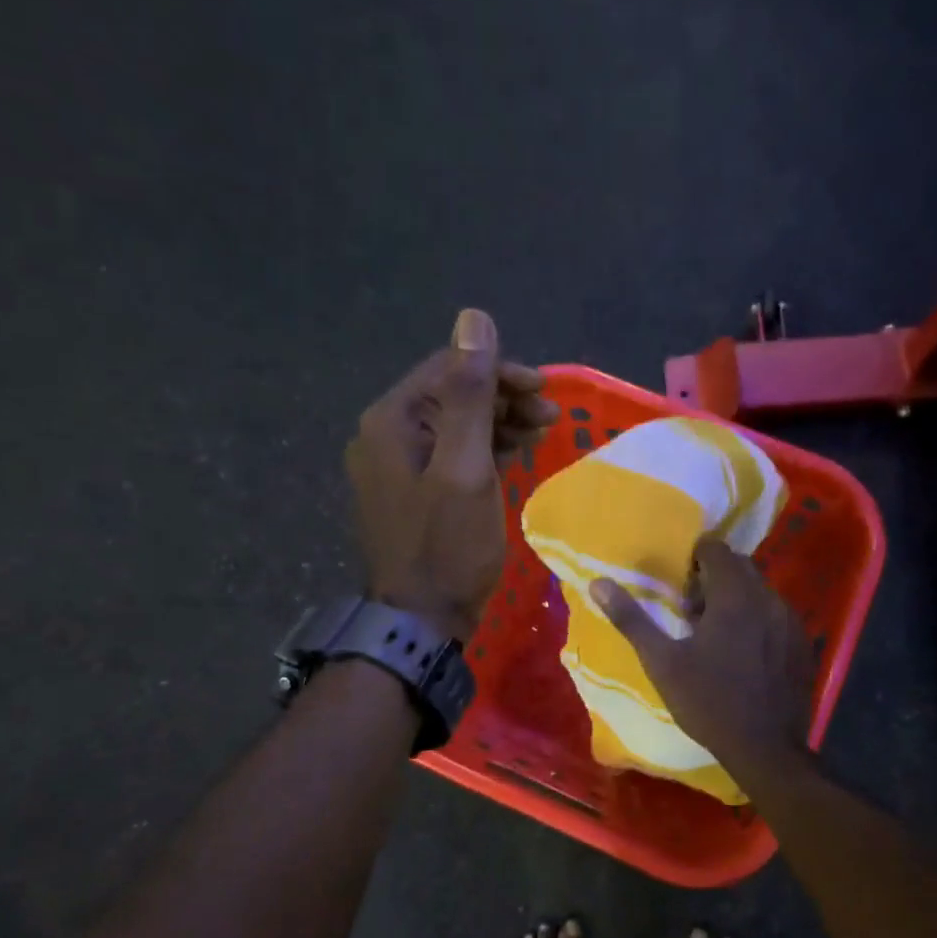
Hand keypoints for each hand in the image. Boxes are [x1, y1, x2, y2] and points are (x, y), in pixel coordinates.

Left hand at [347, 309, 557, 641]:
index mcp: (392, 420)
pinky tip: (514, 455)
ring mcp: (395, 466)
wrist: (421, 620)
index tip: (545, 392)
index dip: (500, 373)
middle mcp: (385, 434)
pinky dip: (484, 449)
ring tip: (541, 433)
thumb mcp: (465, 465)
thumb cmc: (447, 545)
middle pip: (451, 395)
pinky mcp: (410, 491)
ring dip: (499, 422)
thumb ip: (469, 393)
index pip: (449, 369)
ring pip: (453, 424)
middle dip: (503, 399)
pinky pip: (450, 453)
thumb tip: (473, 317)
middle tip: (550, 417)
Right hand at [590, 537, 814, 769]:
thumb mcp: (662, 662)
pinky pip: (777, 615)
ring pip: (760, 591)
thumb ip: (631, 619)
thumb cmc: (708, 702)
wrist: (765, 750)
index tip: (681, 588)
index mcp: (734, 596)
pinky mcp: (803, 643)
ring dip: (737, 599)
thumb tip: (597, 583)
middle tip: (693, 612)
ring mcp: (791, 621)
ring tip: (716, 634)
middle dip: (715, 578)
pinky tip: (744, 653)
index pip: (716, 549)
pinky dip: (758, 620)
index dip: (695, 560)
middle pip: (740, 567)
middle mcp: (768, 598)